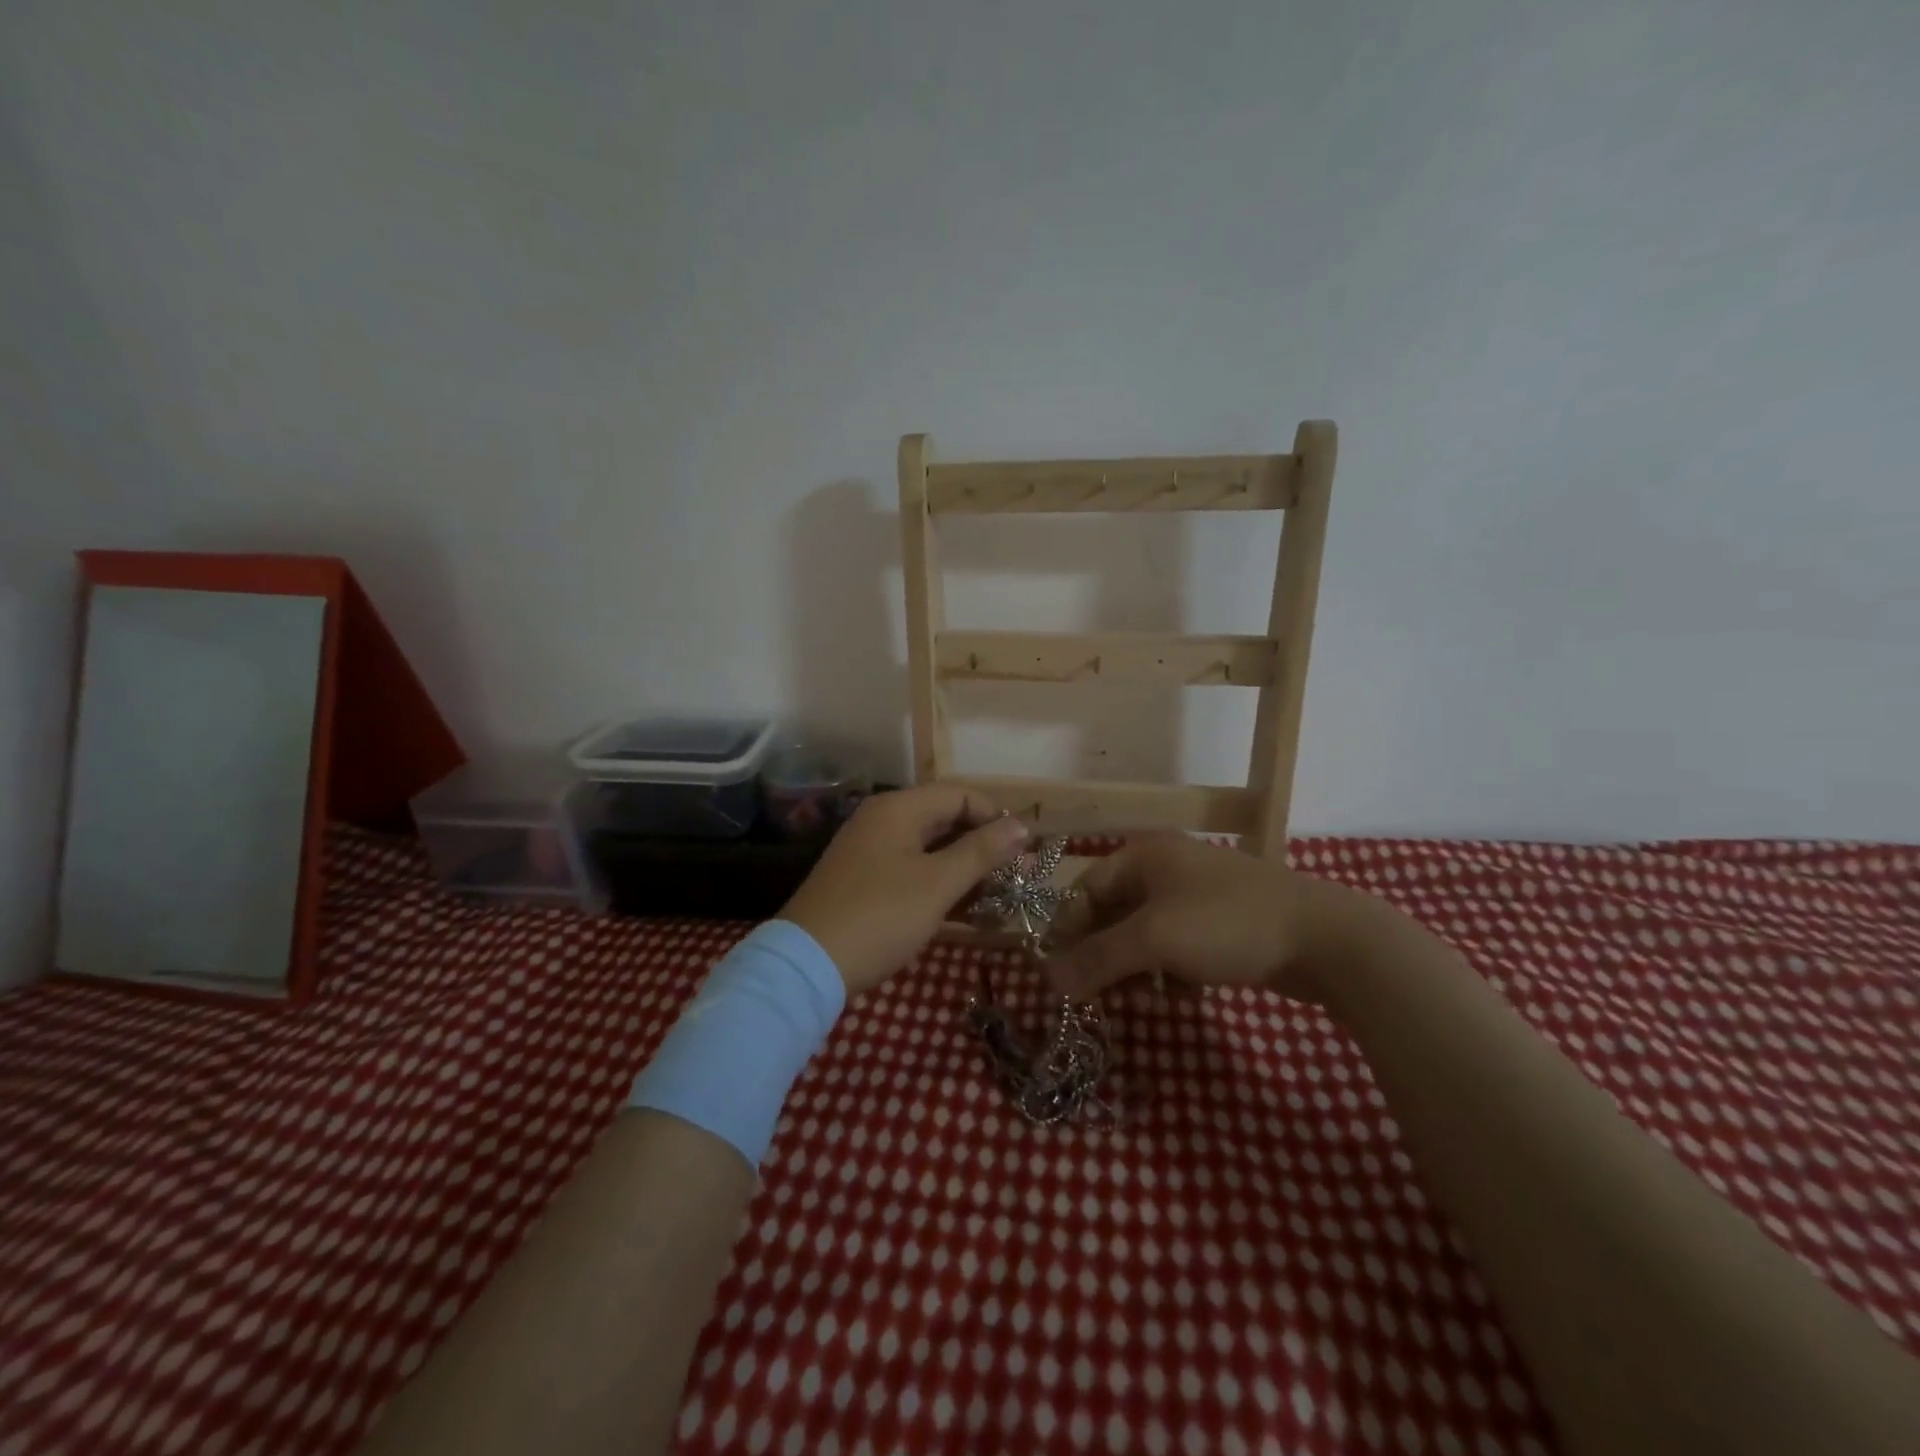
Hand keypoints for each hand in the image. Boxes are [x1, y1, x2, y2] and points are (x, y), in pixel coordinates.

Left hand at [779, 784, 1028, 995]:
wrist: (807, 966)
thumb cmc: (880, 916)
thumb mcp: (938, 884)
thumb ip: (982, 851)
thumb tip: (1022, 825)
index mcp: (898, 809)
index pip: (959, 795)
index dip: (995, 817)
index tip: (1025, 850)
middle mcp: (882, 820)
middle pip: (944, 820)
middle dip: (983, 846)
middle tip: (1017, 878)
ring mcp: (869, 851)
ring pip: (929, 849)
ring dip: (964, 869)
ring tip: (998, 898)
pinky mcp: (862, 881)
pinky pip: (911, 871)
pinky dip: (939, 885)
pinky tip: (963, 911)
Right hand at [1046, 832, 1399, 1003]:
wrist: (1324, 939)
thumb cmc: (1225, 924)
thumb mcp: (1153, 941)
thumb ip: (1097, 960)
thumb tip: (1047, 981)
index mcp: (1143, 856)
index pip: (1084, 891)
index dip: (1067, 932)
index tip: (1058, 976)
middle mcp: (1164, 869)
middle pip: (1112, 915)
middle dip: (1103, 957)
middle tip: (1096, 997)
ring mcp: (1195, 896)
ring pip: (1144, 936)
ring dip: (1135, 970)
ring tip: (1142, 1000)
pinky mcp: (1220, 925)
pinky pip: (1175, 948)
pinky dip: (1170, 972)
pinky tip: (1181, 994)